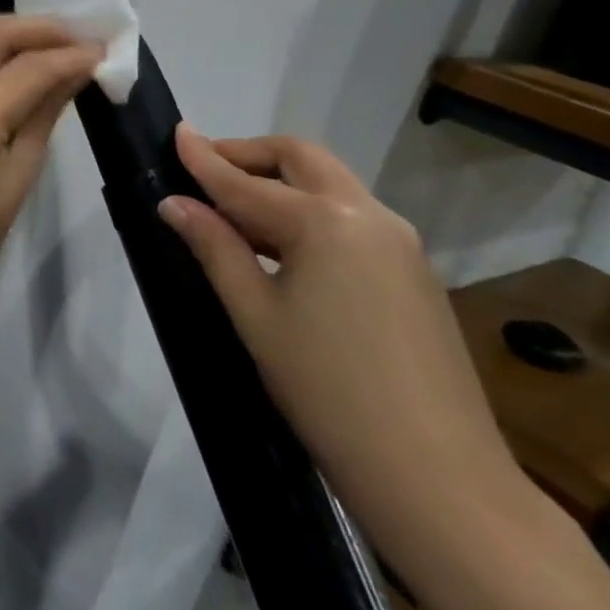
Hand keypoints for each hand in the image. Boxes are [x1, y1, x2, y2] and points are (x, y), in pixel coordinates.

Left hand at [0, 16, 102, 368]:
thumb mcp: (16, 182)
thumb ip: (42, 118)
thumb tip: (74, 73)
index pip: (28, 69)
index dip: (70, 55)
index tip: (104, 49)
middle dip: (39, 28)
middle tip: (79, 35)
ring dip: (6, 32)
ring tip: (47, 42)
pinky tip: (6, 61)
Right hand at [157, 125, 524, 545]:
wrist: (435, 475)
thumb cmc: (325, 389)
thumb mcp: (254, 314)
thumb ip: (214, 247)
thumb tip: (174, 203)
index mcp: (326, 223)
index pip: (246, 182)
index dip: (204, 159)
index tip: (176, 134)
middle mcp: (370, 217)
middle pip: (302, 160)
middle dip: (250, 155)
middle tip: (204, 167)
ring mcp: (401, 245)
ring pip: (330, 186)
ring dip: (280, 183)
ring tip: (232, 209)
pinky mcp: (414, 273)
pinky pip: (351, 219)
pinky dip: (308, 212)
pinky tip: (280, 245)